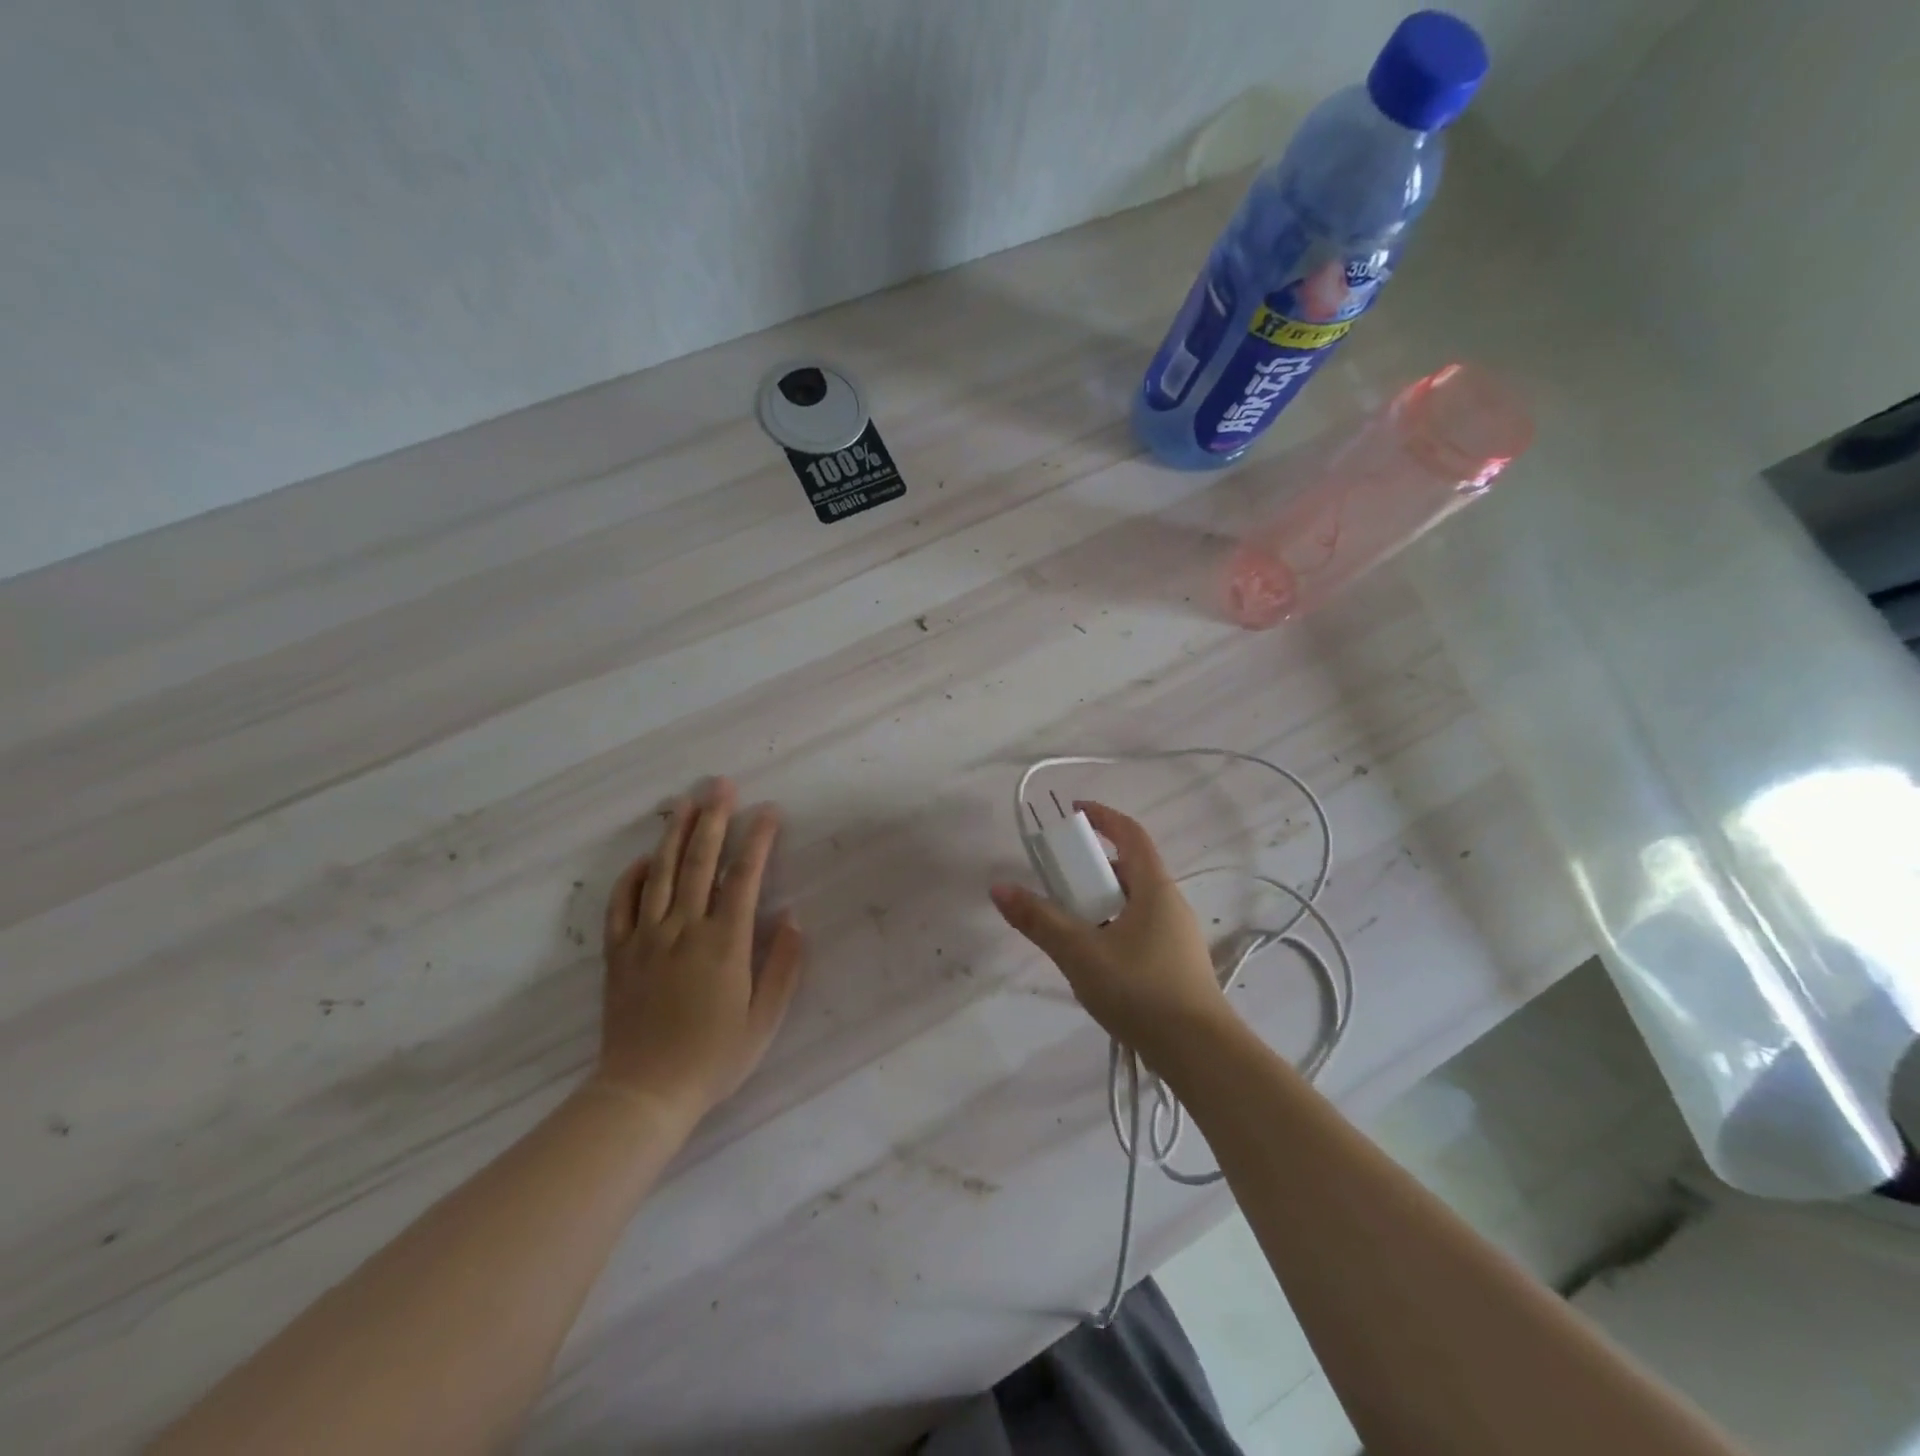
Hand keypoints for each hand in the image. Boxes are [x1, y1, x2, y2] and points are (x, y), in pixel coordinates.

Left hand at [595, 779, 804, 1118]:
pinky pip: (621, 905)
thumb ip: (782, 965)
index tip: (769, 811)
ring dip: (675, 833)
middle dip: (714, 819)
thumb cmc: (713, 1058)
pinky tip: (644, 857)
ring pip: (660, 873)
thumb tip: (793, 916)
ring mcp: (646, 939)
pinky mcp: (618, 954)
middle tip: (722, 784)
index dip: (758, 840)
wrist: (644, 1094)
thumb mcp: (764, 1020)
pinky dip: (632, 876)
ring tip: (686, 801)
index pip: (743, 877)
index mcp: (724, 944)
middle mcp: (684, 930)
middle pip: (699, 862)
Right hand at [990, 801, 1234, 1071]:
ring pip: (1133, 903)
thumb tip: (999, 888)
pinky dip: (1112, 928)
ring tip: (1068, 924)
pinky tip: (1093, 960)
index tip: (1074, 812)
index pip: (1130, 834)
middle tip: (1057, 880)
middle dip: (1091, 868)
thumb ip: (1039, 920)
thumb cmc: (1141, 991)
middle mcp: (1170, 904)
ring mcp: (1177, 937)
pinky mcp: (1176, 966)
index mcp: (1154, 888)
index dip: (1103, 817)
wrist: (1200, 1055)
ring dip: (1100, 902)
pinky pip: (1138, 930)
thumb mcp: (1081, 953)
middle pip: (1129, 869)